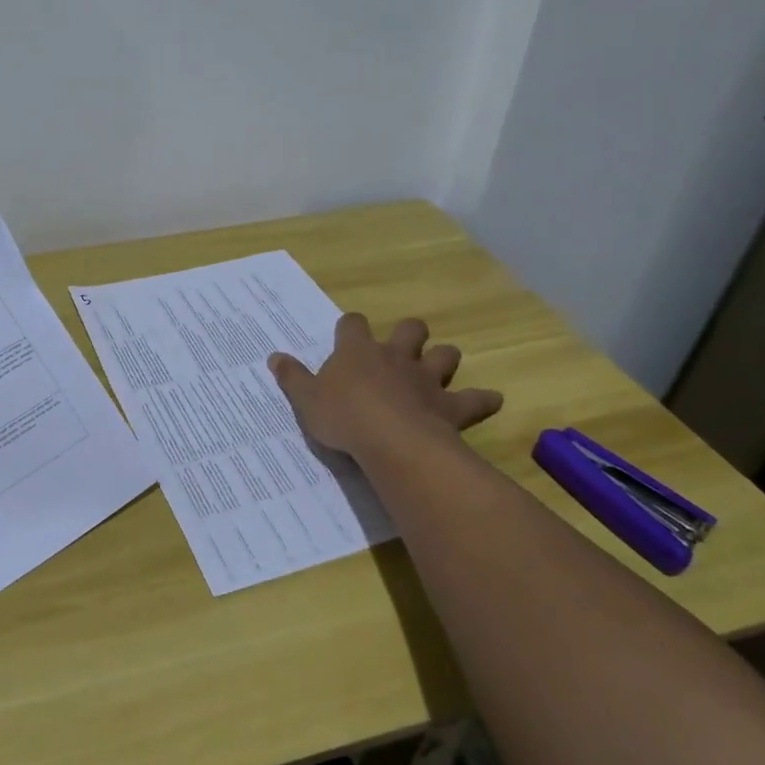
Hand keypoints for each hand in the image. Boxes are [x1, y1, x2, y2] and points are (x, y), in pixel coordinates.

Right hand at [269, 314, 502, 464]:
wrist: (391, 441)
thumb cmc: (343, 417)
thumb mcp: (306, 399)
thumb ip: (292, 377)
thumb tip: (274, 356)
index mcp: (357, 351)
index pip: (352, 324)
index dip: (350, 326)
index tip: (346, 334)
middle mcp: (394, 357)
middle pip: (409, 330)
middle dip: (409, 333)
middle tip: (402, 347)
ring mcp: (426, 379)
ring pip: (444, 355)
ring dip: (443, 359)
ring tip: (438, 369)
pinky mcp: (450, 406)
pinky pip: (474, 399)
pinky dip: (482, 399)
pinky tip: (490, 400)